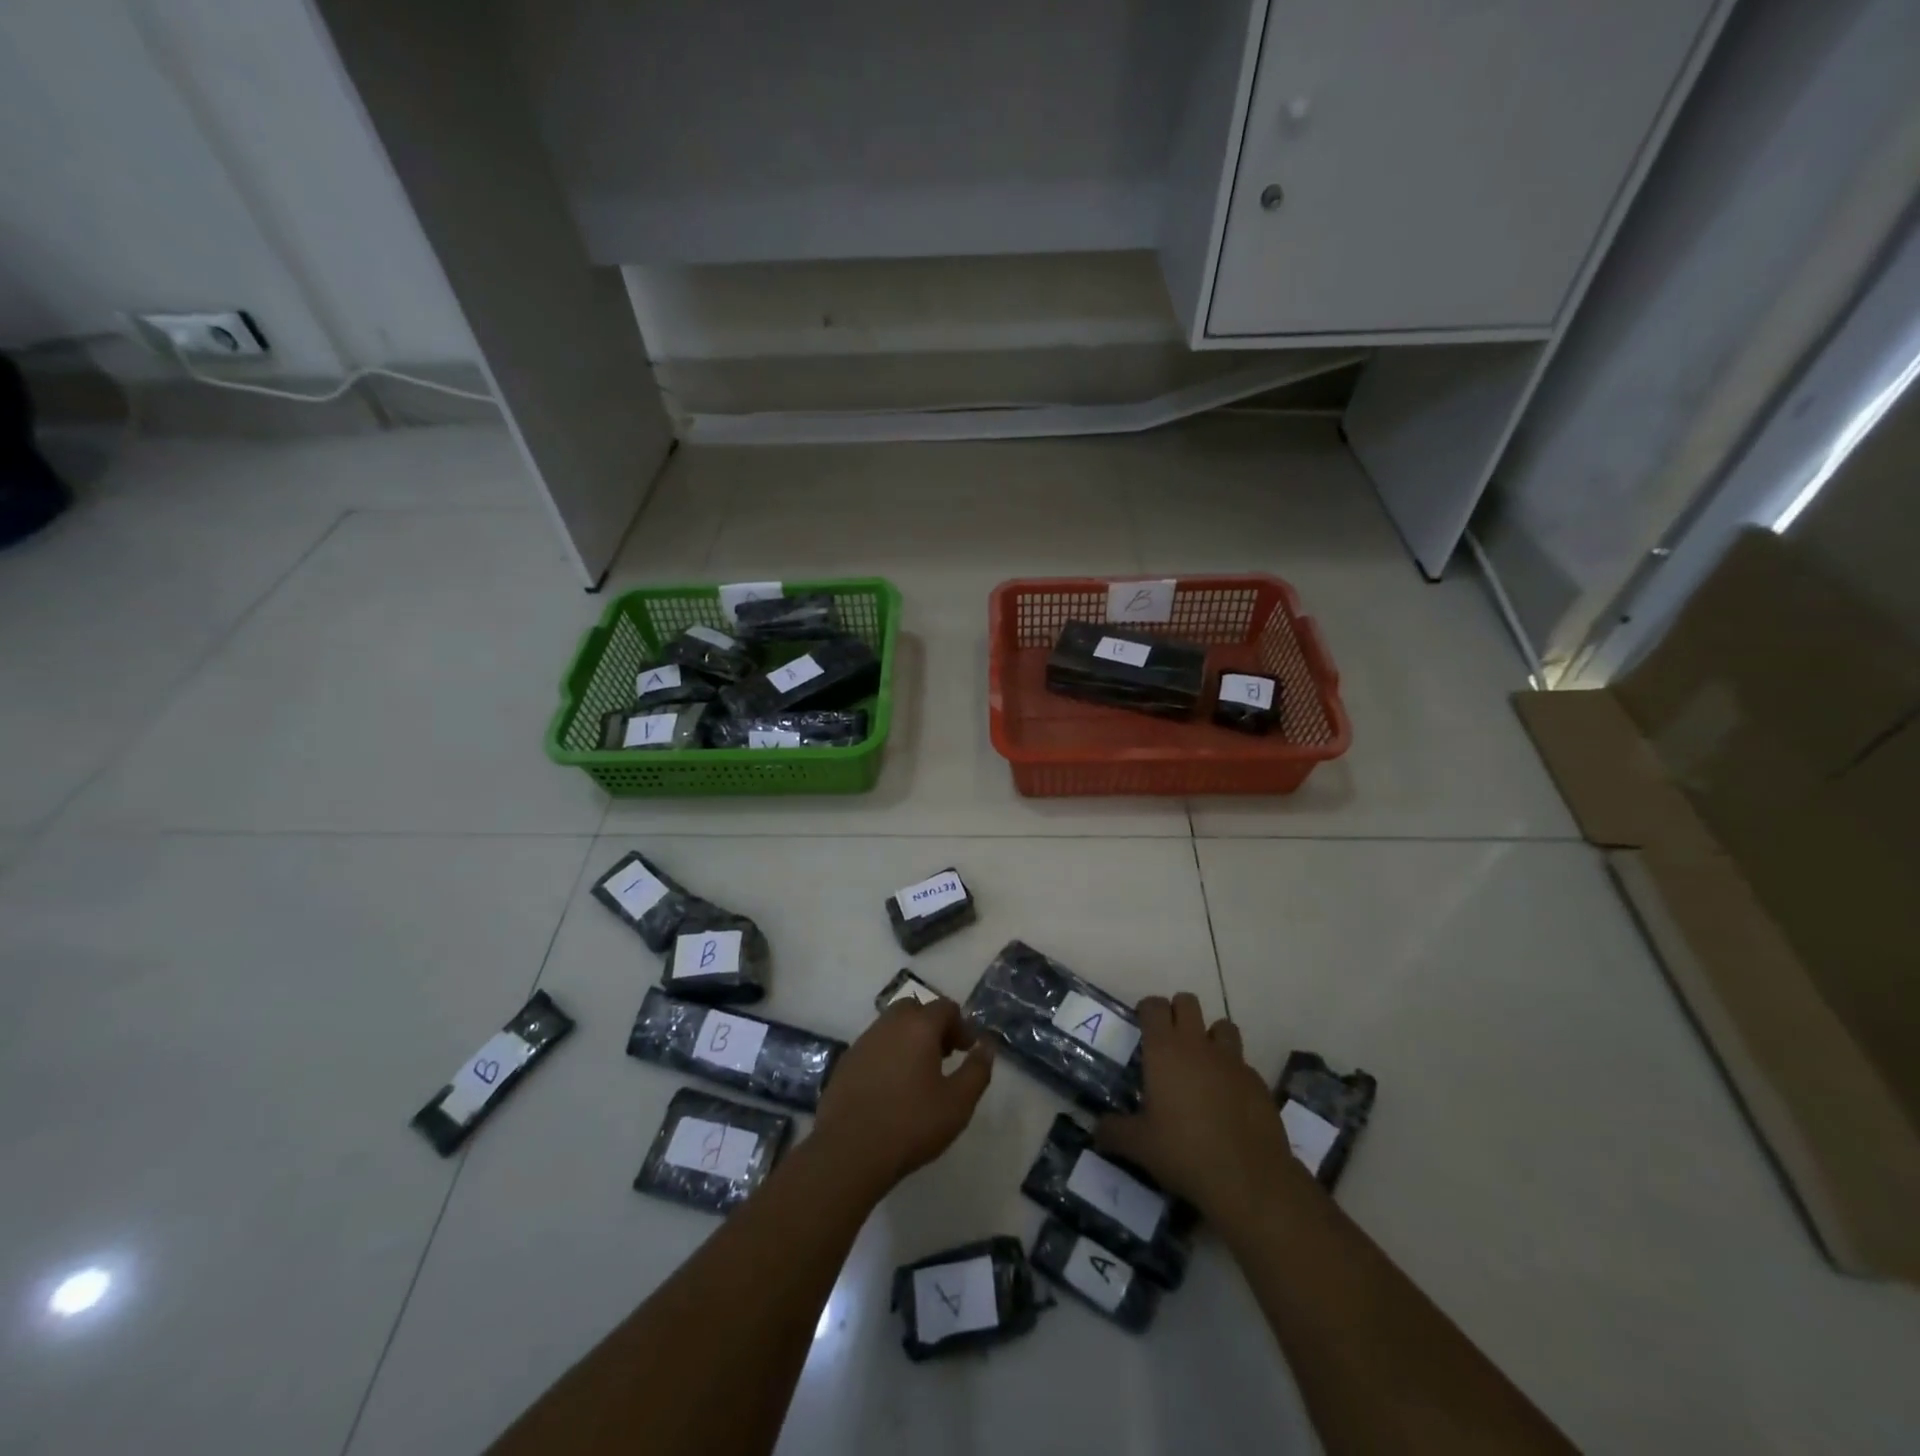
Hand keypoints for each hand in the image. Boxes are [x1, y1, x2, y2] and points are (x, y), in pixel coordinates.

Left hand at [812, 998, 993, 1199]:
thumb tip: (987, 1045)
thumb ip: (977, 1070)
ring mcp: (863, 1041)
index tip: (968, 1049)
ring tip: (919, 1074)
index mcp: (918, 1026)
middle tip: (944, 1056)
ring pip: (892, 1027)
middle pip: (915, 1010)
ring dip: (909, 1040)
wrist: (849, 1151)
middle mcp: (889, 1024)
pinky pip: (874, 1046)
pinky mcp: (845, 1062)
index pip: (945, 1007)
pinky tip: (892, 1088)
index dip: (961, 1025)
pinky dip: (888, 1055)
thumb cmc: (911, 1124)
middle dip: (933, 1026)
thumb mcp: (958, 1102)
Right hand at [1097, 992, 1306, 1224]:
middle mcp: (1198, 1045)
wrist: (1249, 1180)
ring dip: (1210, 1037)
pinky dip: (1232, 1072)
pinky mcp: (1258, 1082)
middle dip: (1177, 1013)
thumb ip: (1113, 1132)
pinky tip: (1228, 1101)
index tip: (1141, 1027)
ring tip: (1202, 1065)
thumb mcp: (1139, 1146)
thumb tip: (1097, 1130)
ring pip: (1222, 1026)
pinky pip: (1242, 1063)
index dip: (1146, 1010)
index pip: (1154, 1005)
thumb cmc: (1184, 1153)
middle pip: (1188, 1002)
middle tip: (1168, 1043)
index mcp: (1164, 1050)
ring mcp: (1232, 1061)